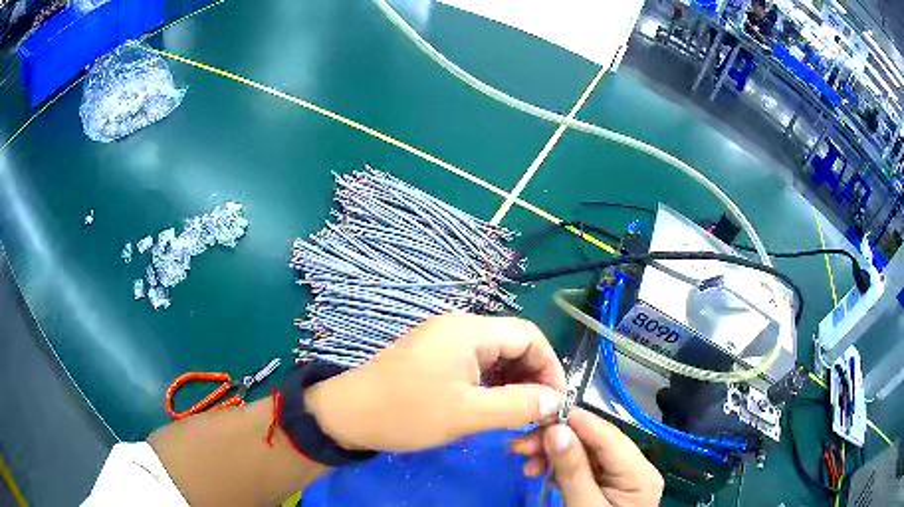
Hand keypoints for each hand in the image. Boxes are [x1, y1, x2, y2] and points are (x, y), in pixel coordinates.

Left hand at [304, 313, 565, 451]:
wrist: (347, 414)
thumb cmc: (407, 412)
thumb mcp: (467, 413)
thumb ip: (517, 405)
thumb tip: (555, 401)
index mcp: (469, 330)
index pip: (529, 336)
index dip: (550, 366)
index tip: (555, 400)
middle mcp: (459, 328)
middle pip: (513, 345)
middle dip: (531, 377)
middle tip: (536, 412)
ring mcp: (443, 342)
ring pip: (494, 358)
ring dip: (511, 385)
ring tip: (517, 415)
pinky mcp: (432, 358)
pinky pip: (474, 367)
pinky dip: (490, 386)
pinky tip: (491, 409)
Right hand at [511, 408, 662, 506]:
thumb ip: (573, 470)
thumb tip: (556, 429)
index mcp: (640, 474)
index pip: (609, 436)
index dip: (576, 420)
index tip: (540, 412)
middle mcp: (637, 468)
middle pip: (596, 443)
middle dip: (558, 440)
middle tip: (520, 444)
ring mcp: (623, 477)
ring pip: (587, 453)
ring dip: (554, 453)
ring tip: (525, 460)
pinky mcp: (609, 486)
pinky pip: (584, 468)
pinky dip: (560, 467)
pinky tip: (540, 470)